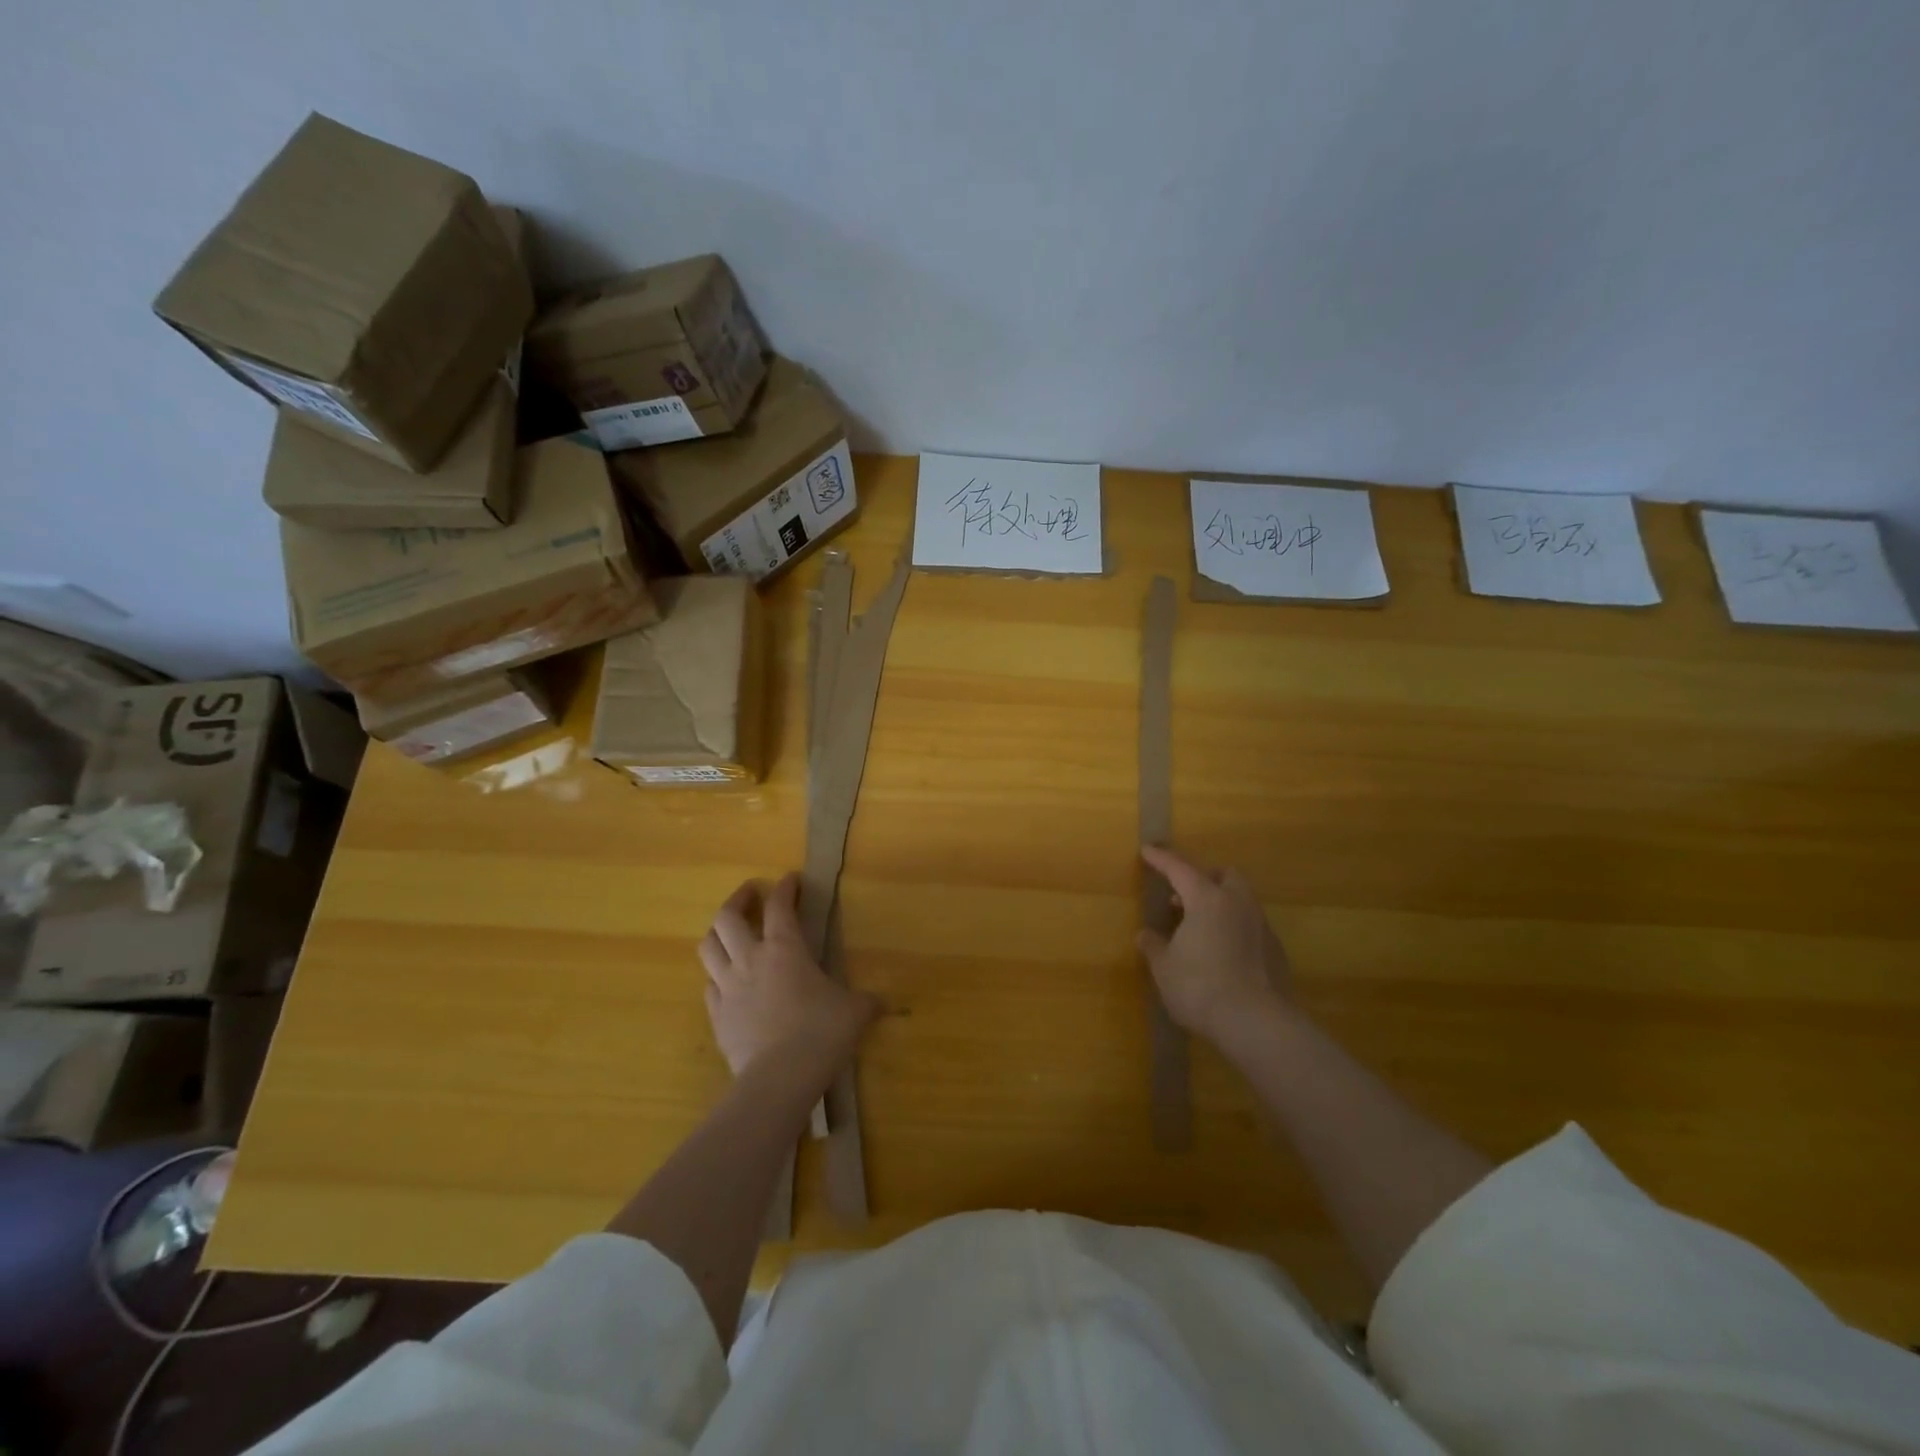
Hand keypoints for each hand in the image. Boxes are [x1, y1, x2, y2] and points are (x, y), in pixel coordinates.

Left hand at [698, 874, 879, 1078]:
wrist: (779, 1079)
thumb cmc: (821, 1033)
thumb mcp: (855, 1012)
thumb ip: (866, 1002)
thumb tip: (883, 1004)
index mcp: (785, 948)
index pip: (779, 905)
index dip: (785, 888)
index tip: (791, 879)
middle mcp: (750, 959)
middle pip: (728, 917)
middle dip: (738, 899)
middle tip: (750, 894)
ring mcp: (728, 988)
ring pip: (708, 947)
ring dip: (718, 933)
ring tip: (729, 931)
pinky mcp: (716, 1016)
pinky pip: (709, 985)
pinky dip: (716, 975)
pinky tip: (727, 981)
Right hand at [1137, 845, 1290, 1043]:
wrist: (1258, 1024)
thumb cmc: (1201, 988)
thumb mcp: (1165, 968)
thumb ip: (1155, 946)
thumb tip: (1147, 935)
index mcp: (1207, 900)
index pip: (1180, 869)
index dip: (1162, 859)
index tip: (1148, 851)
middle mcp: (1238, 904)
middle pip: (1225, 875)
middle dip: (1204, 877)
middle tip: (1184, 895)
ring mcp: (1261, 927)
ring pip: (1241, 900)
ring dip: (1221, 904)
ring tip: (1200, 927)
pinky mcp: (1276, 951)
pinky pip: (1251, 927)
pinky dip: (1234, 929)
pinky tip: (1222, 953)